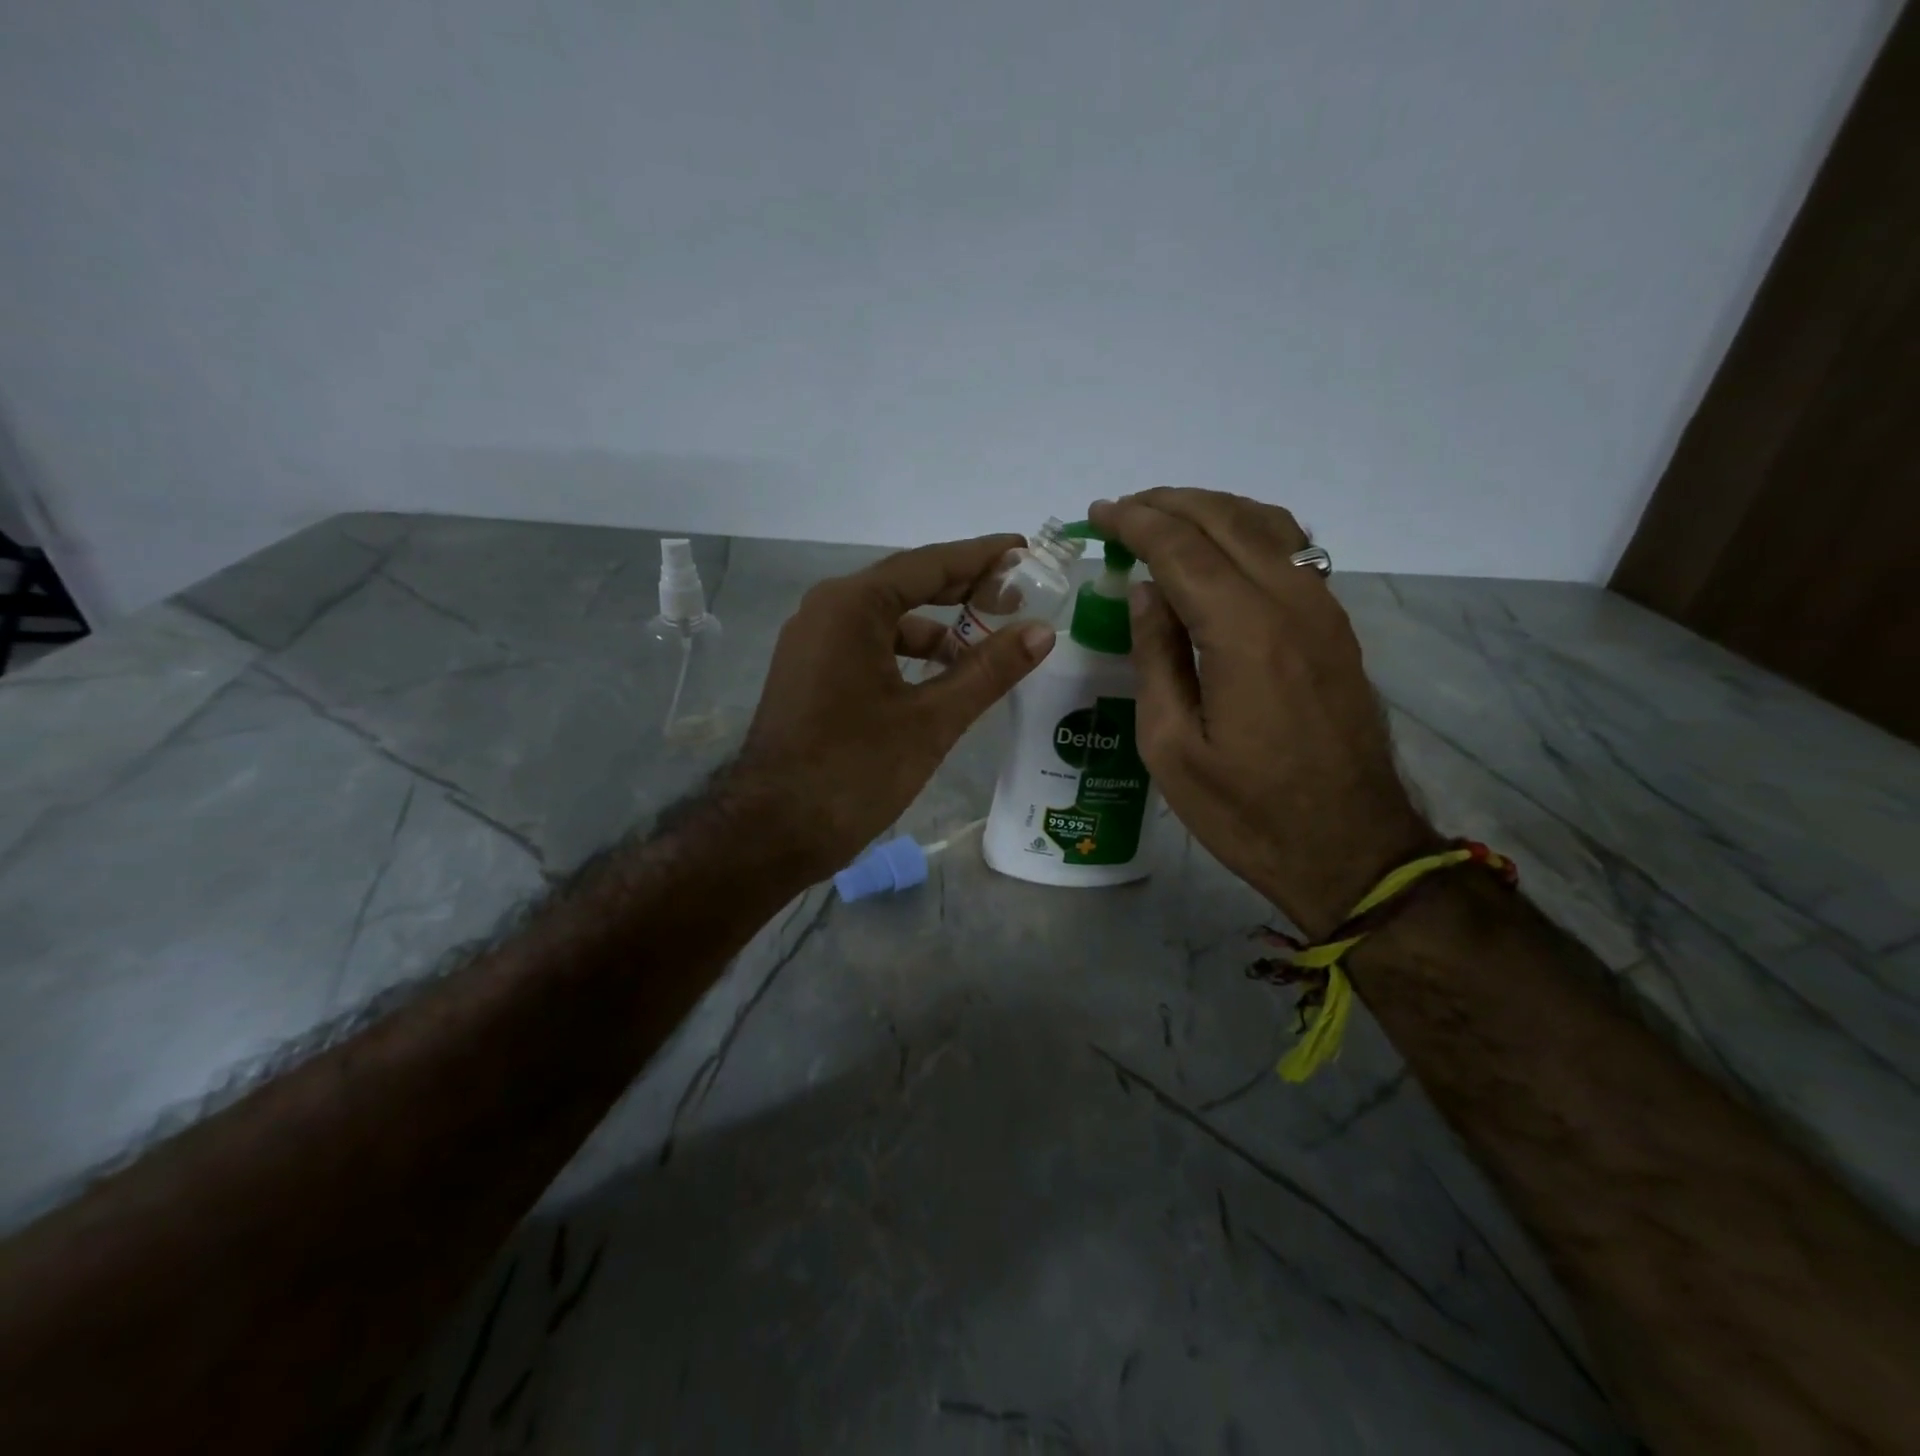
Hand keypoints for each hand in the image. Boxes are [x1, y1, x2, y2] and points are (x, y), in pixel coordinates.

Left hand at [734, 536, 1056, 880]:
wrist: (772, 830)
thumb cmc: (854, 770)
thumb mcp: (931, 719)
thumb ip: (989, 670)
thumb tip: (1042, 632)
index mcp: (852, 605)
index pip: (930, 563)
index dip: (983, 556)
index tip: (1026, 550)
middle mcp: (827, 610)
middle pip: (908, 585)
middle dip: (964, 590)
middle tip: (1019, 596)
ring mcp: (813, 642)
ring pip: (888, 620)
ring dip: (938, 628)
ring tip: (988, 646)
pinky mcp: (811, 673)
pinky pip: (869, 646)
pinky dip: (908, 654)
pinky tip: (941, 678)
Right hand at [1090, 490, 1435, 937]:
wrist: (1350, 848)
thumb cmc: (1245, 811)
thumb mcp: (1171, 747)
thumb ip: (1156, 658)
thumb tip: (1144, 591)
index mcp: (1243, 634)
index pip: (1181, 549)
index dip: (1135, 523)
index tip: (1098, 514)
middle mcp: (1290, 604)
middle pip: (1226, 520)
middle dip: (1168, 503)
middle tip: (1123, 509)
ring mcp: (1322, 612)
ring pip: (1267, 525)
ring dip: (1211, 509)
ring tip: (1165, 517)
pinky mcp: (1336, 629)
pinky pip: (1293, 552)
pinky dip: (1248, 531)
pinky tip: (1223, 548)